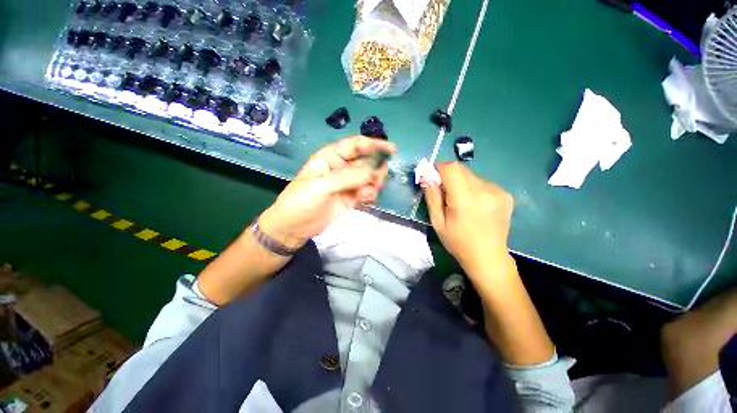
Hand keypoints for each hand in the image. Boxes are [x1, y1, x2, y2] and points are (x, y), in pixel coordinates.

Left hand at [259, 136, 395, 248]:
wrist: (294, 228)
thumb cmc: (301, 201)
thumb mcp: (321, 187)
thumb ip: (347, 178)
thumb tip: (373, 171)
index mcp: (331, 157)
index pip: (356, 145)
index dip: (374, 145)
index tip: (392, 150)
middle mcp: (342, 168)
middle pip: (366, 162)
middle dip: (376, 169)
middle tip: (378, 179)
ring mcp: (348, 184)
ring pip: (370, 178)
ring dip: (374, 184)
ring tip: (366, 193)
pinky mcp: (352, 199)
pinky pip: (367, 193)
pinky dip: (370, 195)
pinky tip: (365, 200)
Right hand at [422, 162, 514, 273]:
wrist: (488, 257)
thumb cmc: (458, 242)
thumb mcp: (437, 222)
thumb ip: (432, 197)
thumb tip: (426, 177)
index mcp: (466, 199)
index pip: (451, 168)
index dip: (439, 169)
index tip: (433, 179)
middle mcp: (485, 190)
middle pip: (462, 169)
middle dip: (449, 177)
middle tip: (445, 194)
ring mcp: (498, 191)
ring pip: (472, 176)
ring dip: (462, 183)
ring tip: (462, 203)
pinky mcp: (506, 194)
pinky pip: (483, 183)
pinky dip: (474, 189)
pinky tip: (475, 205)